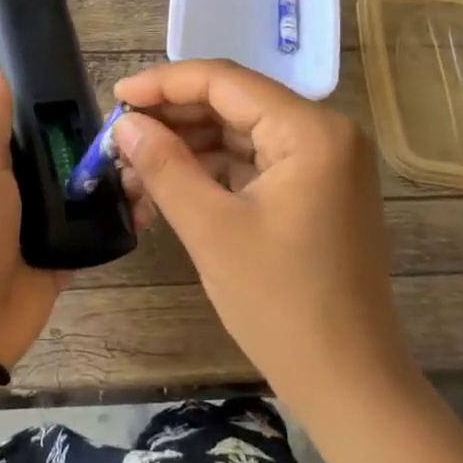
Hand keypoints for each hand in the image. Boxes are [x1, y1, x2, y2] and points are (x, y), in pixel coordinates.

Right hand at [111, 60, 415, 411]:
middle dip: (173, 117)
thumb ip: (164, 165)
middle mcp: (325, 132)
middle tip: (119, 135)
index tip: (115, 95)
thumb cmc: (280, 304)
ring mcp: (325, 161)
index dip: (163, 84)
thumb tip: (125, 124)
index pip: (225, 81)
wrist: (347, 381)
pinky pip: (255, 160)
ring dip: (189, 144)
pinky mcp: (317, 188)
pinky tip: (171, 180)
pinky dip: (213, 167)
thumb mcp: (210, 229)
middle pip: (233, 103)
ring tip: (135, 162)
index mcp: (311, 131)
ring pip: (241, 131)